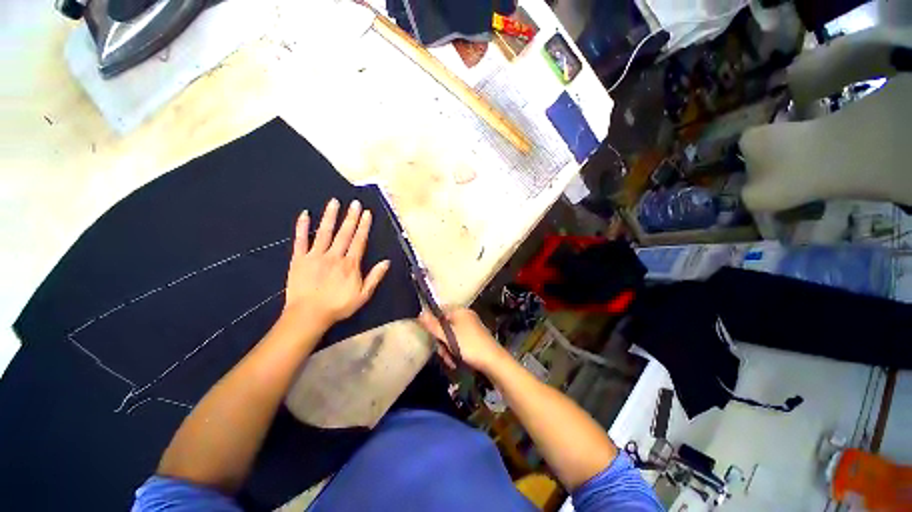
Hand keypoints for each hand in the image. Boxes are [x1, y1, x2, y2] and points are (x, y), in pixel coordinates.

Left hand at [283, 198, 389, 329]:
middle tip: (355, 202)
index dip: (364, 226)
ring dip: (330, 216)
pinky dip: (302, 227)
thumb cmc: (338, 306)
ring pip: (324, 232)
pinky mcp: (299, 259)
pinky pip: (300, 240)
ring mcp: (315, 256)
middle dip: (351, 217)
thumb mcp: (363, 295)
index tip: (367, 213)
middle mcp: (334, 256)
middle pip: (344, 233)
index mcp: (350, 264)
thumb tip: (386, 262)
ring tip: (334, 202)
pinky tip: (304, 214)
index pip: (359, 241)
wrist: (308, 315)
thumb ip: (375, 277)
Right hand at [418, 307, 507, 371]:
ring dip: (447, 349)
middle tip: (443, 352)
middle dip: (441, 341)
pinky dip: (455, 350)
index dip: (432, 324)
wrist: (493, 361)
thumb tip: (420, 313)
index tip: (431, 337)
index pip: (439, 311)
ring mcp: (470, 326)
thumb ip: (433, 325)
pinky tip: (456, 361)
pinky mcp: (474, 337)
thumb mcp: (448, 336)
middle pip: (444, 325)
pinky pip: (458, 341)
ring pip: (450, 335)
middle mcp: (464, 315)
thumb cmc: (469, 345)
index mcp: (459, 310)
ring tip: (451, 360)